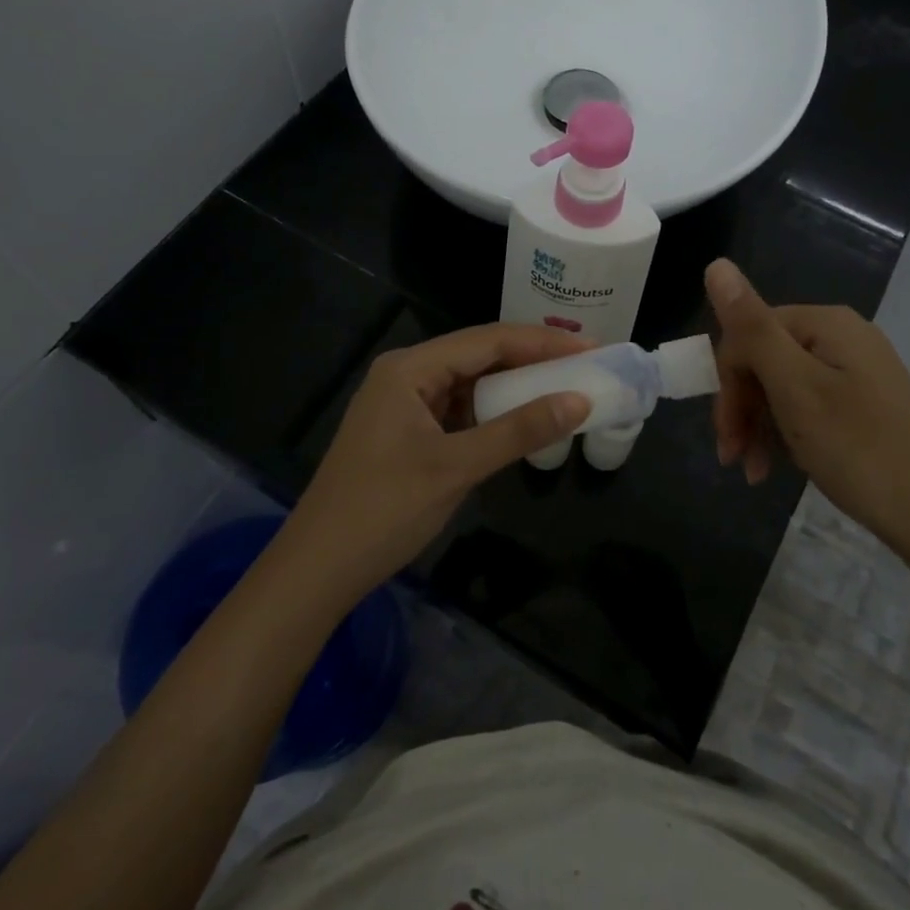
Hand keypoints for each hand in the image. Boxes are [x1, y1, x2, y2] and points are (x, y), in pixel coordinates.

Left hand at [272, 324, 591, 611]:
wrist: (318, 569)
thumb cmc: (384, 510)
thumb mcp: (457, 467)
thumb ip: (519, 431)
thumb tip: (580, 401)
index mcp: (410, 368)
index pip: (488, 340)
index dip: (542, 342)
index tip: (591, 349)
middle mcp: (406, 374)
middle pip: (479, 356)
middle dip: (532, 361)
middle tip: (585, 367)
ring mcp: (405, 405)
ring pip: (471, 384)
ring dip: (514, 388)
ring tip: (564, 389)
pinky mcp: (407, 433)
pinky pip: (459, 411)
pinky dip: (493, 414)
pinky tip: (522, 420)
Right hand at [705, 258, 909, 566]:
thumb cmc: (859, 449)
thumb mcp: (795, 387)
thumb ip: (752, 327)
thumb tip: (716, 263)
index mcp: (825, 323)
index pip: (749, 334)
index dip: (728, 382)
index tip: (724, 434)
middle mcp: (843, 337)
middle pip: (765, 360)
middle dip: (742, 407)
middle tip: (733, 457)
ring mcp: (858, 371)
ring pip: (784, 387)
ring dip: (759, 425)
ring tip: (754, 473)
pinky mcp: (867, 404)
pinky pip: (810, 406)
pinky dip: (787, 433)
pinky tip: (780, 467)